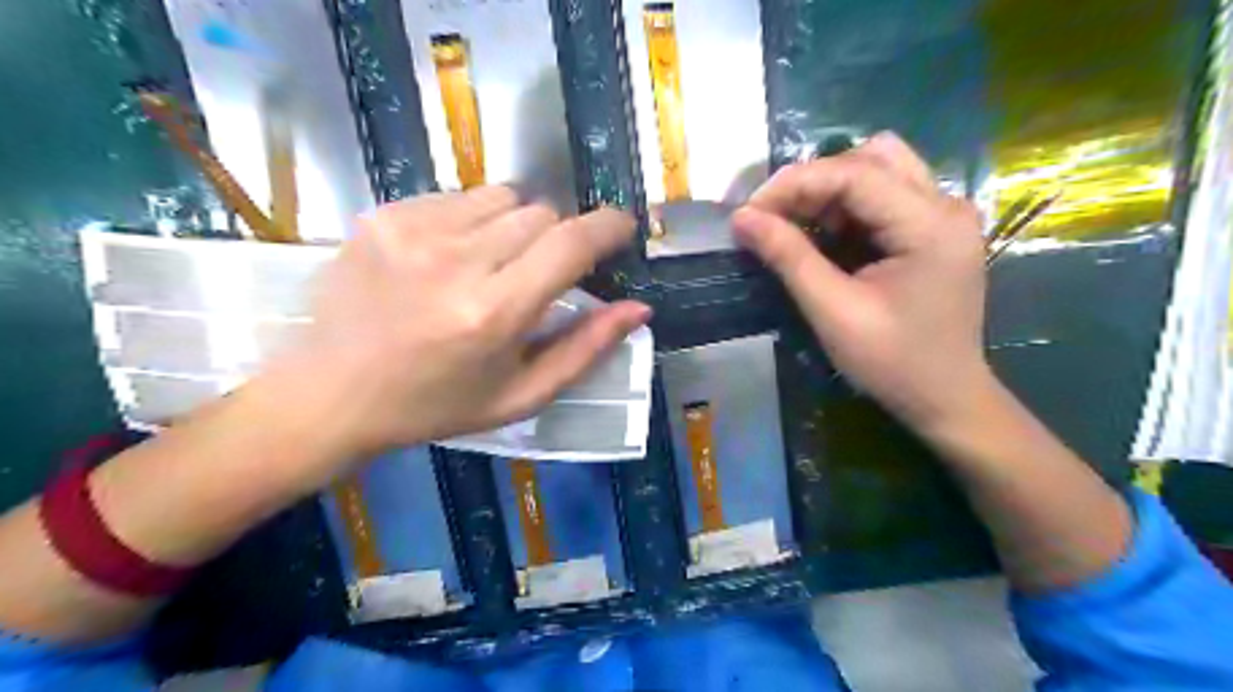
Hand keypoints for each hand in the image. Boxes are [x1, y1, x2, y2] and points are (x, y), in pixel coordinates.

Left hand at [271, 188, 648, 462]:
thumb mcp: (521, 394)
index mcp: (494, 313)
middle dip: (555, 239)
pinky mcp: (383, 215)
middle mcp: (456, 260)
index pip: (570, 243)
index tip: (621, 227)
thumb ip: (585, 350)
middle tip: (535, 275)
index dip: (607, 227)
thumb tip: (638, 309)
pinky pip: (457, 197)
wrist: (330, 394)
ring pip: (503, 197)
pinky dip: (471, 221)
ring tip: (491, 264)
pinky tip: (448, 258)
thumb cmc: (435, 405)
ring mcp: (413, 230)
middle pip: (541, 214)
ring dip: (514, 225)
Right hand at [730, 133, 987, 431]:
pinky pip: (884, 195)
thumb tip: (742, 218)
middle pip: (871, 157)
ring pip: (879, 168)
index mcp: (930, 225)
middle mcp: (946, 205)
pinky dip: (846, 207)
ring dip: (830, 190)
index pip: (854, 172)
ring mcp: (945, 214)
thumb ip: (789, 258)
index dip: (794, 183)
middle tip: (773, 217)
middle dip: (813, 182)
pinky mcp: (934, 229)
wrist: (945, 398)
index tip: (749, 211)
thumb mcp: (833, 312)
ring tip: (796, 225)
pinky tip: (825, 236)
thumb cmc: (893, 363)